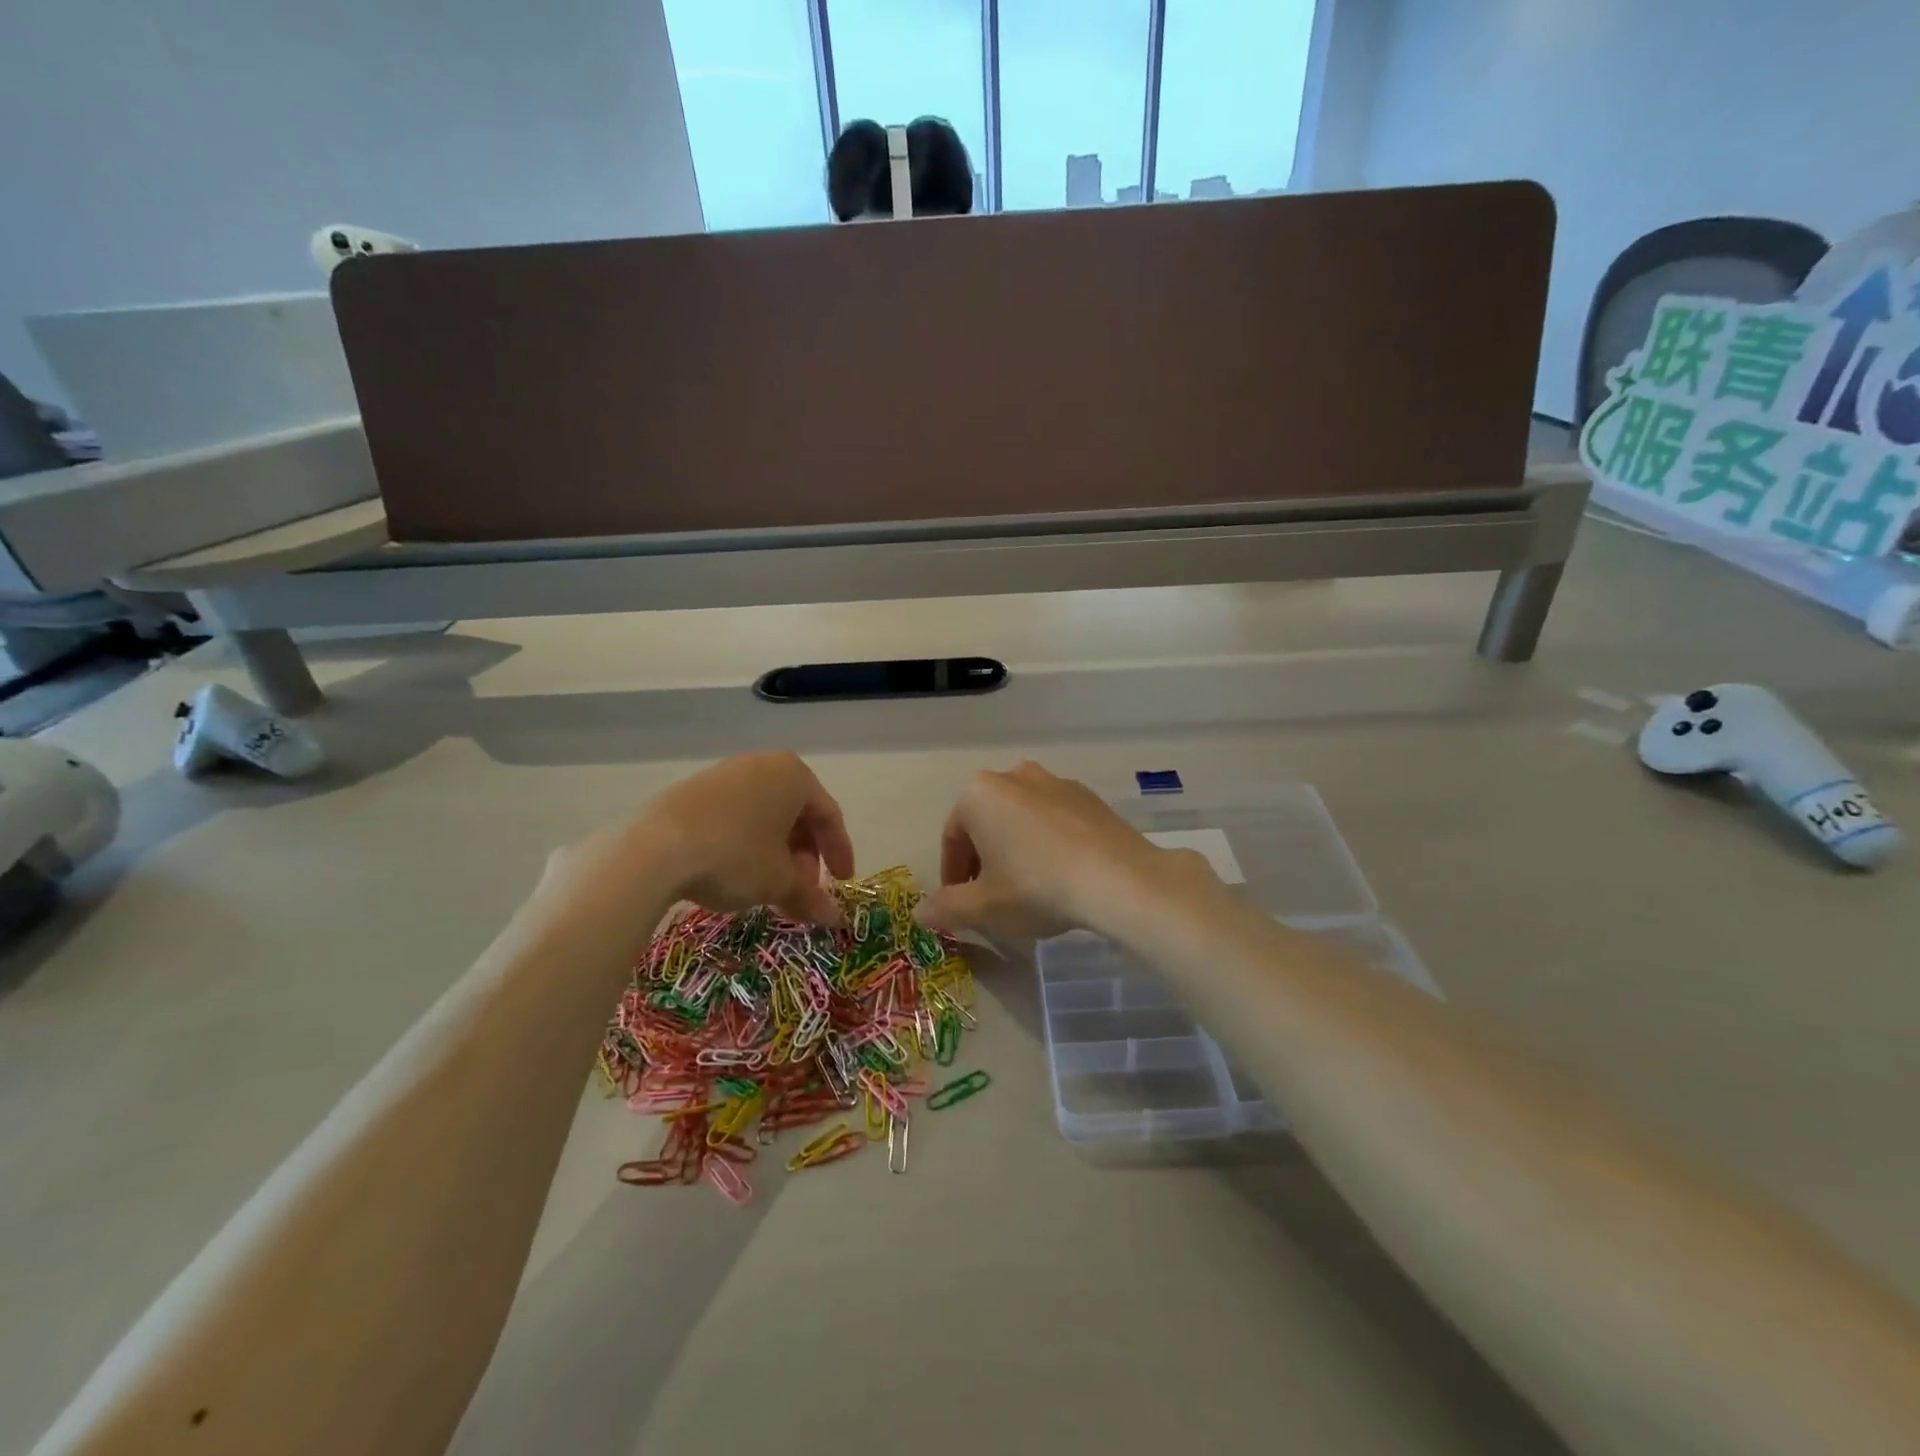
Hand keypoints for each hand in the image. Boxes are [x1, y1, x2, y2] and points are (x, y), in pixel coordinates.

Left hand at [545, 752, 854, 928]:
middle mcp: (763, 765)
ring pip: (764, 815)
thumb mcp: (778, 882)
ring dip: (775, 852)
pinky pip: (735, 815)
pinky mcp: (692, 789)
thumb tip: (835, 918)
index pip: (829, 815)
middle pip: (796, 813)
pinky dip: (746, 843)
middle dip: (804, 855)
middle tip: (802, 889)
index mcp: (794, 776)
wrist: (653, 850)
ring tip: (769, 887)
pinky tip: (735, 872)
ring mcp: (725, 774)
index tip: (842, 883)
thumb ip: (810, 896)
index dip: (839, 852)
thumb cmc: (734, 856)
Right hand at [915, 762, 1211, 941]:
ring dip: (1017, 848)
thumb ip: (946, 908)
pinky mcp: (1089, 796)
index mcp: (979, 794)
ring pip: (1021, 819)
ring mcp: (1056, 782)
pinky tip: (1062, 874)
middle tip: (993, 897)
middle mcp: (1014, 776)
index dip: (953, 876)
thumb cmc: (1036, 887)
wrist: (1118, 879)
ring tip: (1028, 887)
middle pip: (986, 823)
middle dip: (984, 860)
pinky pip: (1055, 819)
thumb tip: (919, 912)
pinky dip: (1049, 842)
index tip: (962, 905)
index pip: (953, 838)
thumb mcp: (983, 907)